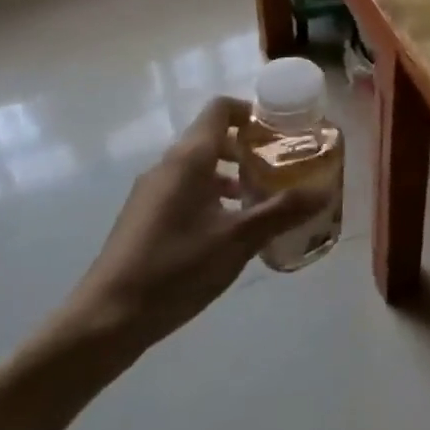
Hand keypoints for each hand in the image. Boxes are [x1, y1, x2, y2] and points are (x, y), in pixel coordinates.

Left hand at [48, 96, 325, 364]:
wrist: (105, 320)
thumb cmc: (175, 269)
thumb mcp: (237, 241)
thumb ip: (282, 213)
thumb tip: (324, 193)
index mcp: (189, 159)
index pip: (221, 109)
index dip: (252, 112)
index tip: (280, 132)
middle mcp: (167, 165)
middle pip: (212, 136)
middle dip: (248, 147)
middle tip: (279, 167)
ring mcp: (151, 191)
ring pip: (198, 165)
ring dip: (230, 173)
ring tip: (259, 200)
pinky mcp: (144, 215)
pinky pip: (184, 188)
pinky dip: (210, 194)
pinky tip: (227, 229)